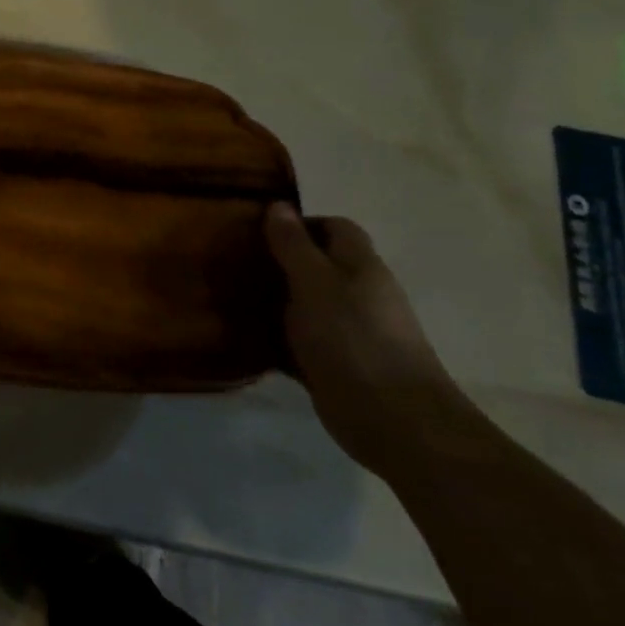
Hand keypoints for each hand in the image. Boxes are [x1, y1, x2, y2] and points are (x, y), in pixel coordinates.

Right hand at [263, 203, 471, 473]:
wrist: (393, 420)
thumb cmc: (353, 338)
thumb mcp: (314, 282)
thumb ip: (294, 245)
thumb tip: (278, 205)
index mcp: (360, 266)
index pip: (335, 228)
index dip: (300, 223)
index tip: (259, 230)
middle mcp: (358, 294)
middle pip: (317, 265)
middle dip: (279, 261)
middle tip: (236, 262)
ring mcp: (348, 332)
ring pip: (305, 304)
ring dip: (274, 301)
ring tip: (231, 296)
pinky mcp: (335, 365)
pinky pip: (299, 342)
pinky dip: (275, 338)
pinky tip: (244, 337)